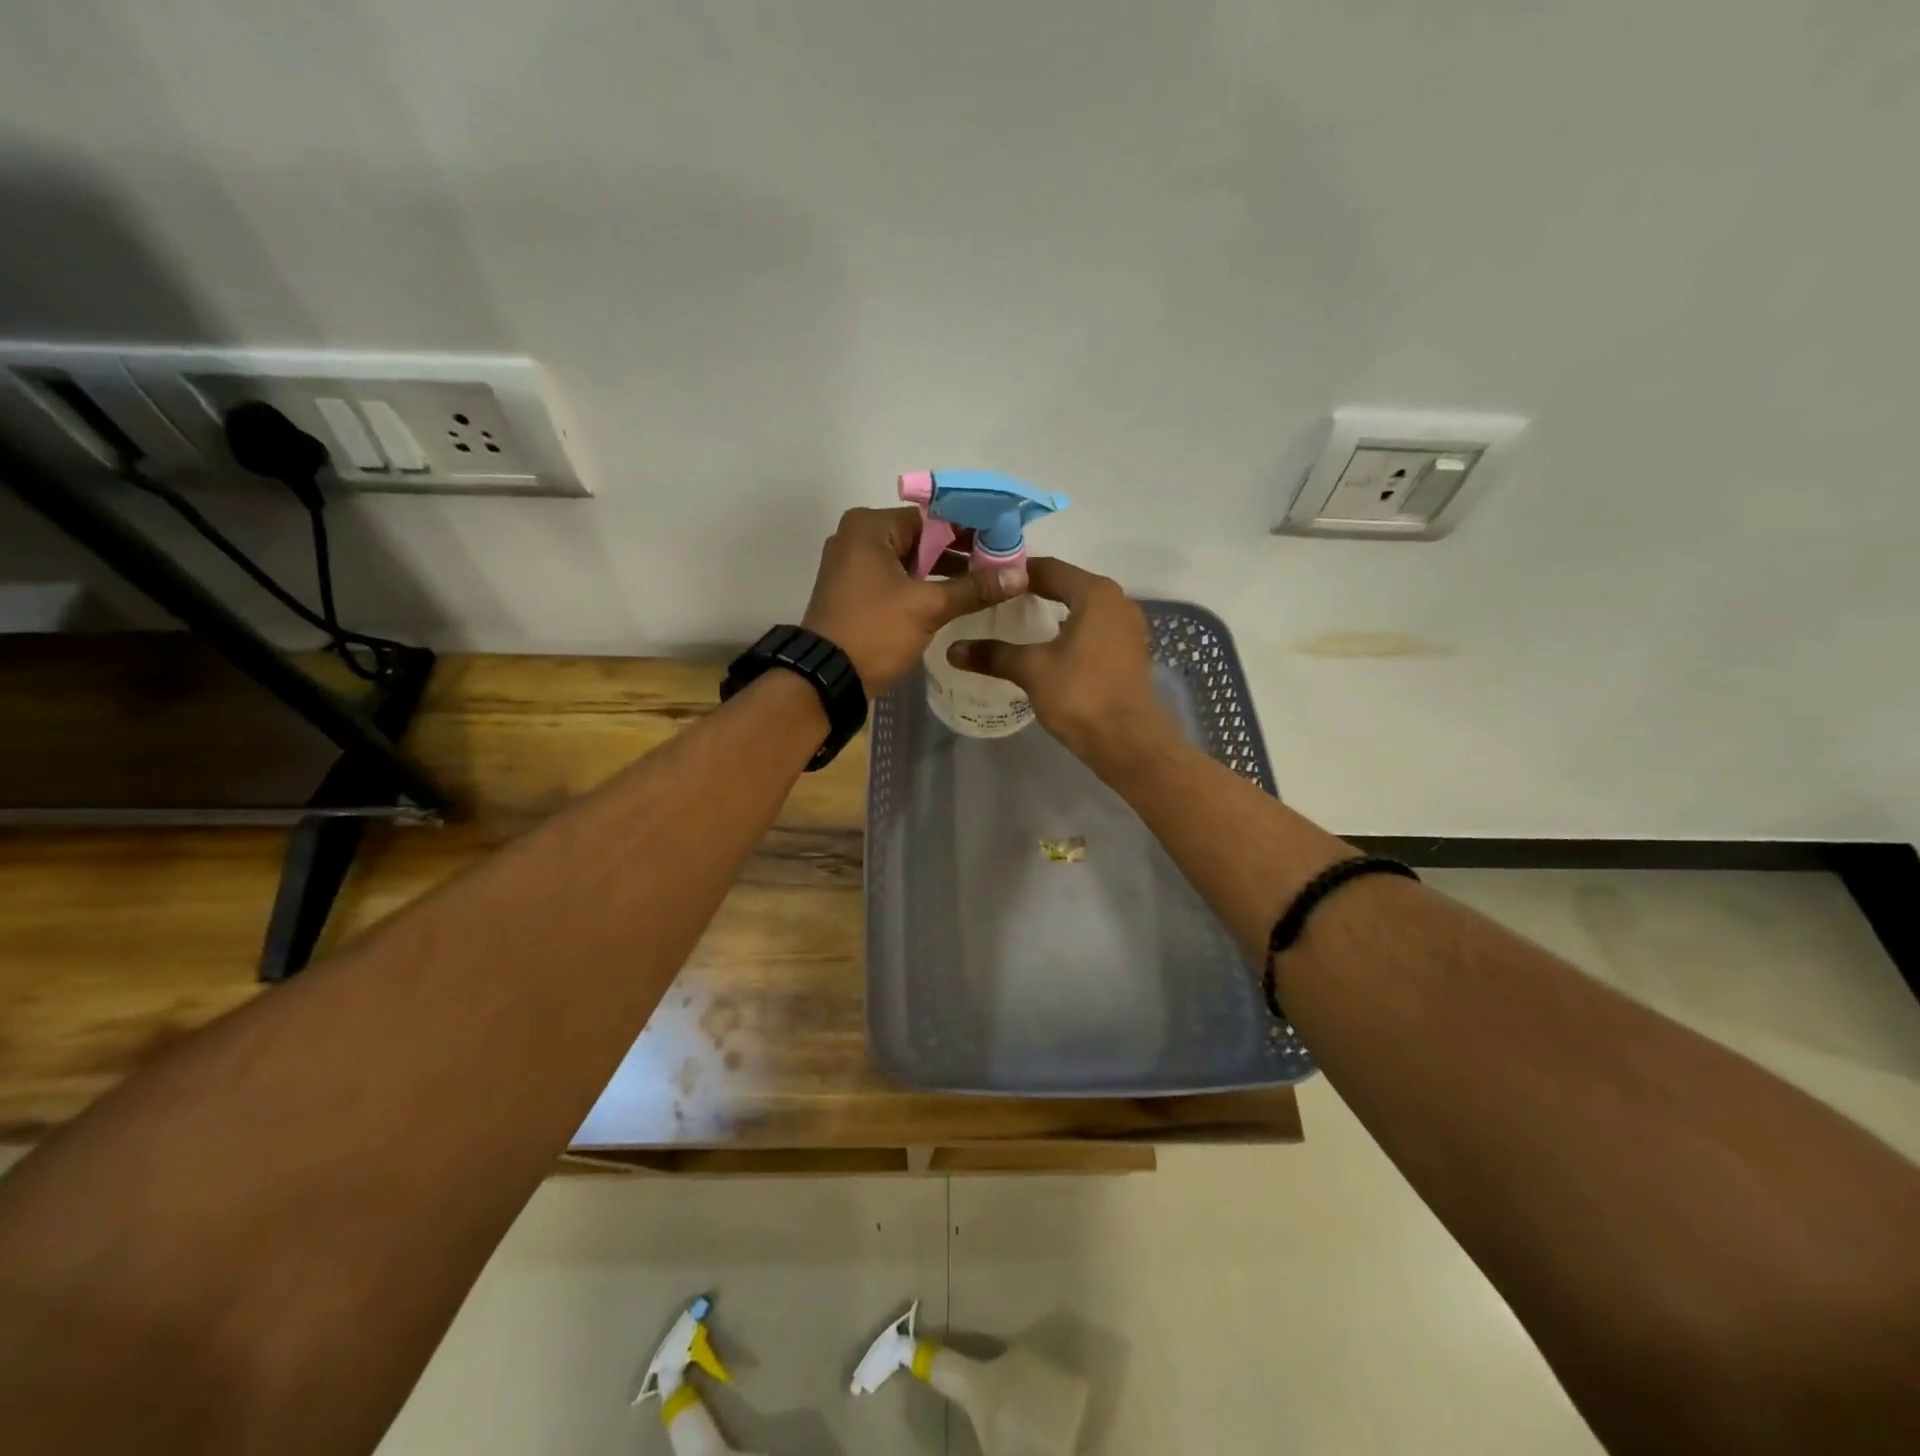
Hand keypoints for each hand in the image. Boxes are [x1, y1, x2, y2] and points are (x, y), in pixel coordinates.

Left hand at [801, 506, 1027, 693]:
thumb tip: (1020, 574)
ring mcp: (853, 566)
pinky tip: (954, 599)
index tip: (1004, 545)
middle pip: (921, 538)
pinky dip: (922, 587)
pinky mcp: (855, 593)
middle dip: (960, 553)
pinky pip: (897, 580)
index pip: (933, 518)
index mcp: (870, 527)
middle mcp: (857, 538)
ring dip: (944, 573)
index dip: (971, 530)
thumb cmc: (874, 631)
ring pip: (910, 561)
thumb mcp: (928, 607)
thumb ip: (974, 588)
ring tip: (985, 585)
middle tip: (1000, 566)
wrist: (826, 679)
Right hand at [948, 557, 1173, 767]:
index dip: (1016, 572)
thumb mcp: (1031, 670)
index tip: (987, 579)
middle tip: (998, 599)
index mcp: (1095, 593)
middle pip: (1068, 584)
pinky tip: (1048, 645)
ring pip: (1083, 607)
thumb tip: (952, 650)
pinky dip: (1071, 628)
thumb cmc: (1080, 695)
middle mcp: (1117, 601)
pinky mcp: (1129, 650)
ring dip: (1053, 610)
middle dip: (1034, 590)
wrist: (1127, 741)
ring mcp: (1127, 626)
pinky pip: (1094, 627)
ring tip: (1018, 620)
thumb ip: (993, 655)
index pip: (1049, 568)